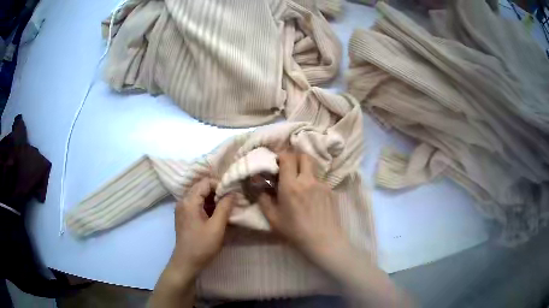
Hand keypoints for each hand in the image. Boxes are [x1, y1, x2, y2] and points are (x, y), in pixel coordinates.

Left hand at [170, 178, 234, 276]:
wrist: (186, 262)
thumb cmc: (202, 245)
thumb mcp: (217, 227)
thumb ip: (225, 207)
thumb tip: (233, 192)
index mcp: (189, 201)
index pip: (206, 182)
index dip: (220, 184)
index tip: (233, 193)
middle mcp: (183, 200)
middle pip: (201, 187)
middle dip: (217, 191)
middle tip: (231, 199)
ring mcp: (182, 208)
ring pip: (199, 195)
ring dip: (213, 198)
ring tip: (226, 206)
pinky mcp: (183, 215)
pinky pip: (196, 203)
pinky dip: (207, 205)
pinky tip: (216, 213)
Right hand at [258, 150, 347, 262]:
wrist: (323, 240)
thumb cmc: (295, 231)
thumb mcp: (273, 218)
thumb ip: (263, 199)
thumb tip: (259, 187)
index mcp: (291, 185)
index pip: (287, 157)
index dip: (281, 156)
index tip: (276, 163)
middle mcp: (308, 180)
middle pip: (304, 156)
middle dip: (295, 158)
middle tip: (289, 169)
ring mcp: (322, 184)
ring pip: (313, 168)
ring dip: (305, 171)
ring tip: (301, 185)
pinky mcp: (331, 190)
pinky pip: (320, 180)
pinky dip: (313, 184)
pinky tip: (312, 198)